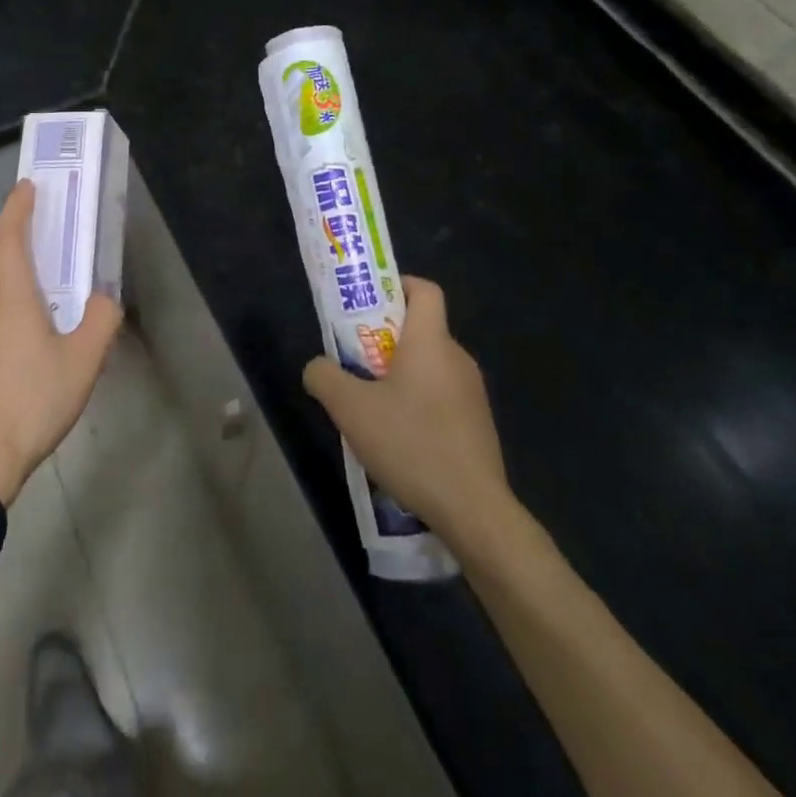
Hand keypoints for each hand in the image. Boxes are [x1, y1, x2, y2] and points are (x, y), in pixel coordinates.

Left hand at [0, 180, 122, 506]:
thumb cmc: (34, 401)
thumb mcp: (84, 360)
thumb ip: (102, 319)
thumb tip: (105, 298)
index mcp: (11, 299)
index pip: (7, 237)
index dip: (17, 207)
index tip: (28, 187)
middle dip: (19, 247)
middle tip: (48, 249)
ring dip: (12, 283)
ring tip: (43, 301)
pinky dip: (3, 311)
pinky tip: (24, 344)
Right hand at [302, 276, 513, 536]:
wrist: (474, 511)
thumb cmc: (411, 444)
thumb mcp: (350, 408)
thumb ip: (324, 377)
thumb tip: (317, 367)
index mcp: (431, 342)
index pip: (425, 290)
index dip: (398, 286)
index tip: (370, 304)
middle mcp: (457, 358)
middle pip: (422, 330)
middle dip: (386, 339)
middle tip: (355, 362)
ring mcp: (473, 394)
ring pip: (431, 366)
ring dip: (401, 375)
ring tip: (372, 407)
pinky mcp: (478, 425)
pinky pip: (442, 397)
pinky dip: (419, 403)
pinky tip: (400, 439)